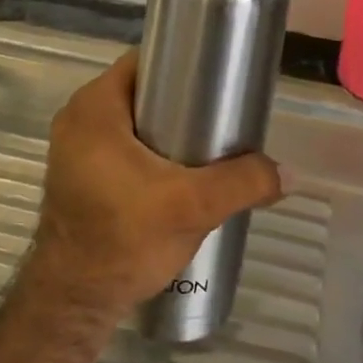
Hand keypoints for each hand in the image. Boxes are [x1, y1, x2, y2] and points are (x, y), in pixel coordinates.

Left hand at [25, 52, 282, 319]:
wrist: (76, 300)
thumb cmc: (125, 239)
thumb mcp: (192, 207)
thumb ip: (243, 182)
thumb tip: (289, 174)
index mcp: (94, 108)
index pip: (142, 62)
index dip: (182, 64)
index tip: (217, 80)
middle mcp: (76, 119)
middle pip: (139, 92)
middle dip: (180, 101)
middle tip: (220, 117)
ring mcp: (74, 150)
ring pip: (131, 123)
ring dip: (165, 131)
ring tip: (207, 147)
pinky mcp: (78, 176)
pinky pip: (119, 147)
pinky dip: (148, 152)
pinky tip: (178, 174)